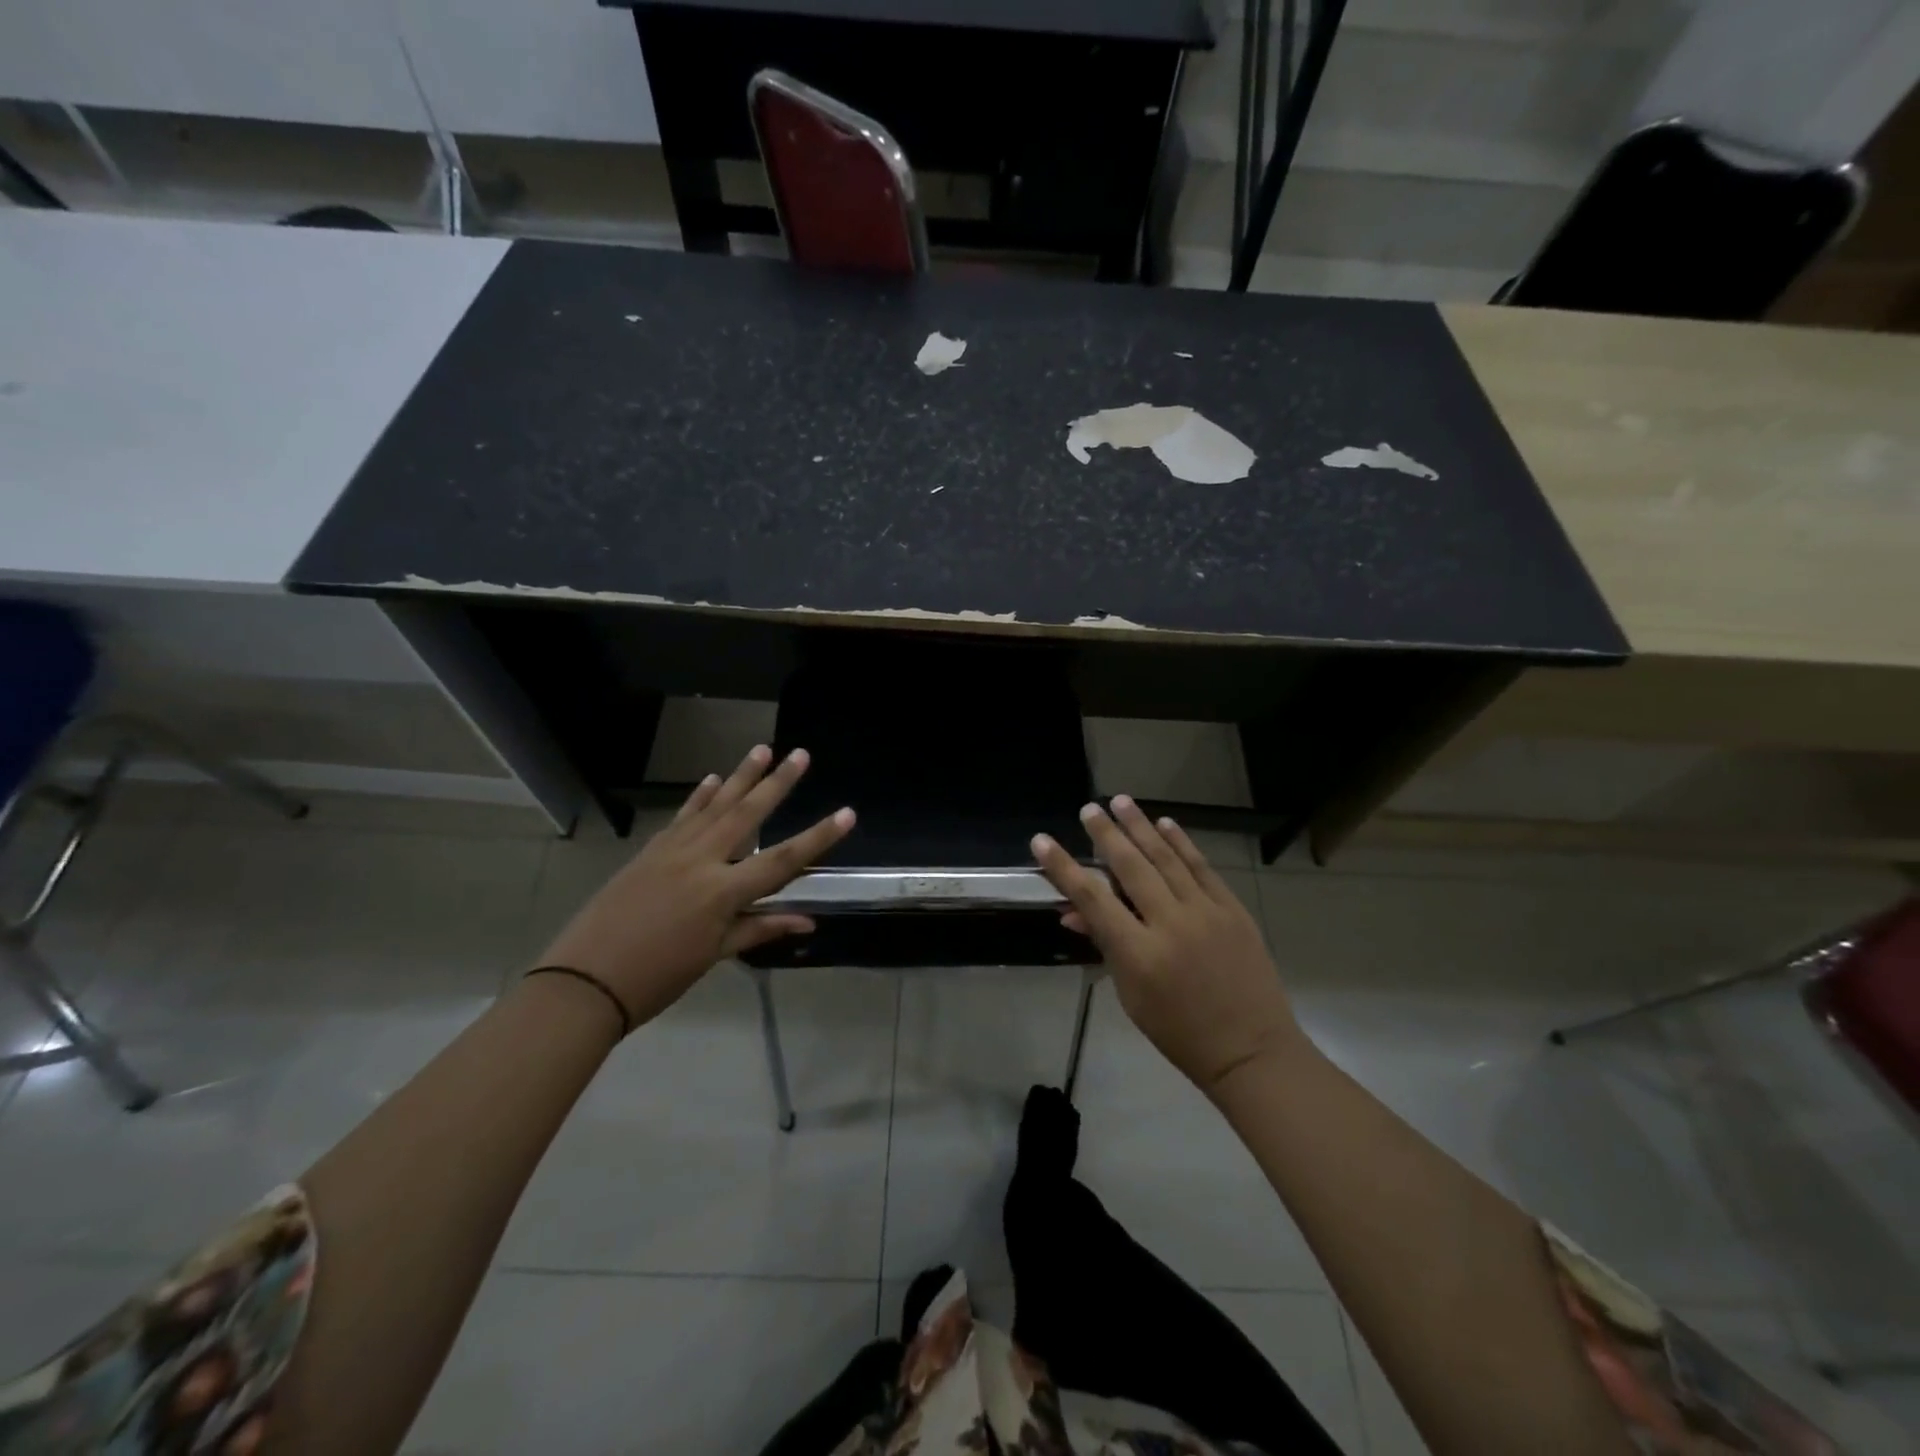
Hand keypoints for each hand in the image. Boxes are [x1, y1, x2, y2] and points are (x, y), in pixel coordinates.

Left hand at [536, 745, 853, 1028]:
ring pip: (714, 806)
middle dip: (777, 783)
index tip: (847, 813)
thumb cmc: (658, 977)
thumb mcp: (714, 955)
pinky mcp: (650, 851)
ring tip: (763, 748)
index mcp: (721, 893)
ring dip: (740, 776)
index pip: (781, 861)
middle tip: (800, 754)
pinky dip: (700, 797)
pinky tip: (714, 779)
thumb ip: (760, 929)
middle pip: (747, 815)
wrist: (584, 982)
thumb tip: (809, 921)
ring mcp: (672, 851)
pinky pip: (682, 817)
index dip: (818, 838)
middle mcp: (700, 861)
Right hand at [1032, 796, 1299, 1096]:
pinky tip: (1166, 824)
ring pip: (1167, 858)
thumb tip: (1074, 912)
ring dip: (1141, 826)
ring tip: (1121, 801)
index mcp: (1139, 954)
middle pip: (1131, 867)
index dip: (1064, 868)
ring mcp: (1206, 913)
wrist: (1251, 1050)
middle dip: (1106, 834)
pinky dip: (1182, 843)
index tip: (1042, 840)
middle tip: (1088, 808)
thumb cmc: (1179, 1032)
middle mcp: (1171, 924)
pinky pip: (1202, 868)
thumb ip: (1106, 946)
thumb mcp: (1131, 995)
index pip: (1092, 899)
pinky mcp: (1233, 910)